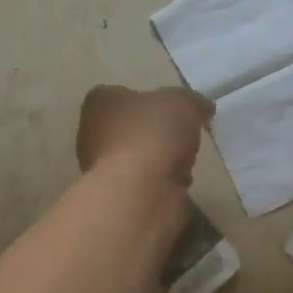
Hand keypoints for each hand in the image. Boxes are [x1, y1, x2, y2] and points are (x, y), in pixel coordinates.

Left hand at [77, 85, 213, 185]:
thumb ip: (193, 101)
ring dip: (160, 162)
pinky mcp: (114, 198)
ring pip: (138, 159)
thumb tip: (202, 108)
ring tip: (183, 165)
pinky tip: (175, 187)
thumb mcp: (183, 103)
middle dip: (157, 135)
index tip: (174, 111)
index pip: (122, 94)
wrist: (138, 193)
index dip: (150, 102)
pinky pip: (144, 185)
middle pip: (131, 128)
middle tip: (182, 138)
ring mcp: (99, 168)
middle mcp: (91, 133)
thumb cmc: (152, 134)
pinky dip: (161, 186)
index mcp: (100, 102)